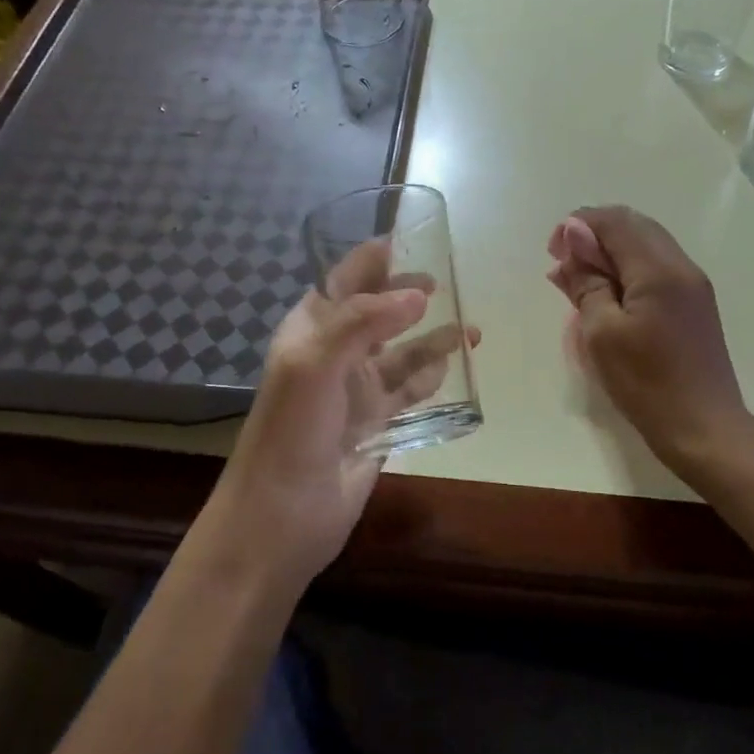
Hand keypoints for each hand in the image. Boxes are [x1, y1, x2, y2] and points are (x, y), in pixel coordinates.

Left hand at [206, 241, 477, 588]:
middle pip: (379, 311)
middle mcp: (337, 353)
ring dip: (433, 337)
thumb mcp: (315, 363)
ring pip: (404, 352)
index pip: (344, 280)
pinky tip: (459, 366)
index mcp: (311, 330)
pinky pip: (414, 389)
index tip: (415, 238)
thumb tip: (419, 293)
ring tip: (471, 327)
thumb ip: (364, 321)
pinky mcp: (380, 422)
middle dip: (410, 294)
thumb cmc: (291, 430)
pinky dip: (435, 375)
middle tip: (447, 282)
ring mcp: (359, 389)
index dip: (375, 259)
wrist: (282, 515)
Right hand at [546, 205, 753, 472]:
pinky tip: (608, 295)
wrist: (706, 430)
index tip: (553, 252)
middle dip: (593, 234)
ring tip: (579, 281)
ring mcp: (693, 285)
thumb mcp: (602, 334)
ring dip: (610, 252)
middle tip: (563, 264)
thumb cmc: (647, 384)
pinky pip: (656, 267)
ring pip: (646, 244)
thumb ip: (587, 281)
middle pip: (633, 225)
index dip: (579, 226)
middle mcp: (681, 266)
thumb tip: (575, 236)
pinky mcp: (695, 304)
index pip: (615, 222)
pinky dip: (627, 269)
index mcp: (658, 270)